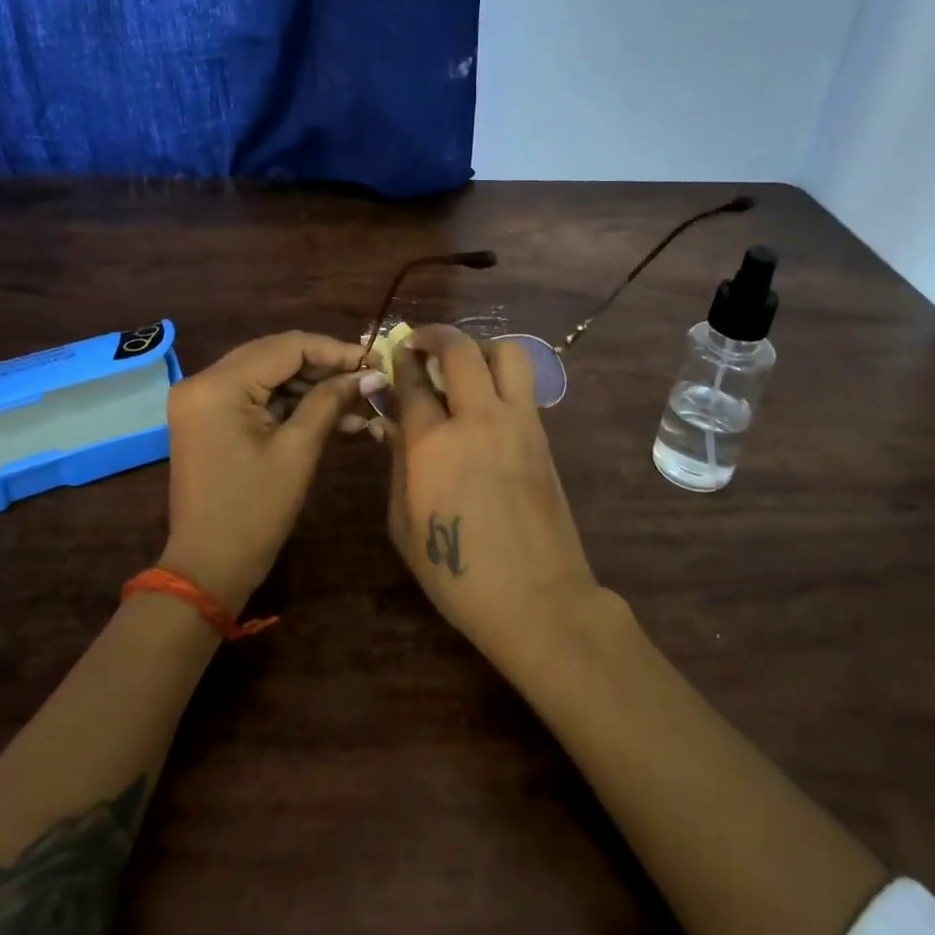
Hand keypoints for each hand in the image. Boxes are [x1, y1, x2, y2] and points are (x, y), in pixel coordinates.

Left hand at [161, 331, 375, 612]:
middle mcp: (202, 381)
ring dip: (310, 386)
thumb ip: (330, 401)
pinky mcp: (208, 418)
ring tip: (357, 401)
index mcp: (218, 385)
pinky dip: (290, 403)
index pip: (285, 347)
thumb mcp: (297, 451)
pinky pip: (255, 396)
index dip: (334, 350)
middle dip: (324, 366)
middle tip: (368, 376)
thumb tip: (369, 372)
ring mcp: (202, 400)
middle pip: (274, 355)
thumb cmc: (254, 512)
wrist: (208, 568)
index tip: (374, 360)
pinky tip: (331, 414)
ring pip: (267, 375)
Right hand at [380, 325, 604, 664]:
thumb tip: (391, 423)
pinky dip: (501, 377)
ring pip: (506, 354)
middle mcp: (478, 419)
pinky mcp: (543, 436)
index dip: (398, 362)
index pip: (412, 382)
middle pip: (460, 350)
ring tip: (462, 366)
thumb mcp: (404, 524)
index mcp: (433, 444)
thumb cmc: (457, 573)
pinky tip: (486, 401)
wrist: (537, 599)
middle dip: (435, 335)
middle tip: (420, 343)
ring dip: (478, 348)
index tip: (393, 356)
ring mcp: (518, 424)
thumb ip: (397, 464)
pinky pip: (522, 386)